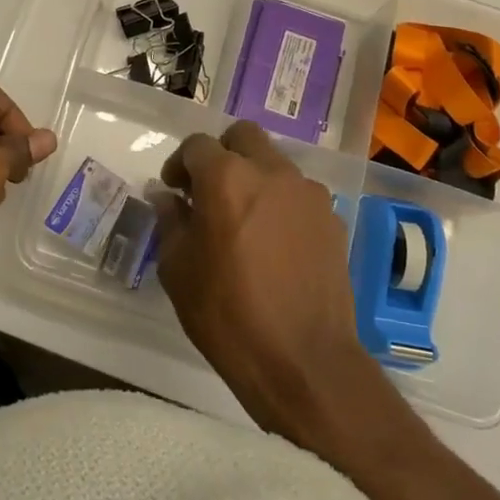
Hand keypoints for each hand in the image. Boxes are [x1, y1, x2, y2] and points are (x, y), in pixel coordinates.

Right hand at [156, 120, 377, 435]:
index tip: (174, 190)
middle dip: (221, 154)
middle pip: (243, 137)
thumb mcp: (178, 269)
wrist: (304, 362)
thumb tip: (167, 197)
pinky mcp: (332, 220)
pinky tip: (274, 244)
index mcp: (227, 177)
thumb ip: (170, 221)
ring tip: (243, 220)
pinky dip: (281, 204)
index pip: (197, 145)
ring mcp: (308, 194)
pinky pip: (299, 196)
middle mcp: (272, 172)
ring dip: (254, 178)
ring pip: (275, 163)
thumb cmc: (227, 314)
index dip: (180, 164)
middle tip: (209, 191)